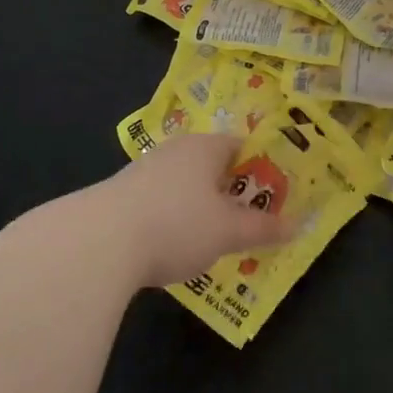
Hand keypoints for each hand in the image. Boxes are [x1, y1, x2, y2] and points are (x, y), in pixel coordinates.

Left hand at [95, 134, 295, 288]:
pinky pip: (159, 202)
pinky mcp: (120, 196)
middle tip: (247, 221)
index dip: (260, 169)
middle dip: (230, 191)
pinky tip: (171, 247)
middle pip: (212, 166)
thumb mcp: (227, 232)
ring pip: (184, 185)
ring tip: (212, 240)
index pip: (241, 146)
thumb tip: (296, 226)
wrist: (96, 243)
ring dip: (199, 207)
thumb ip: (262, 228)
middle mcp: (175, 150)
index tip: (272, 195)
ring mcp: (144, 170)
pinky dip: (171, 219)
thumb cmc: (176, 225)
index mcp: (205, 147)